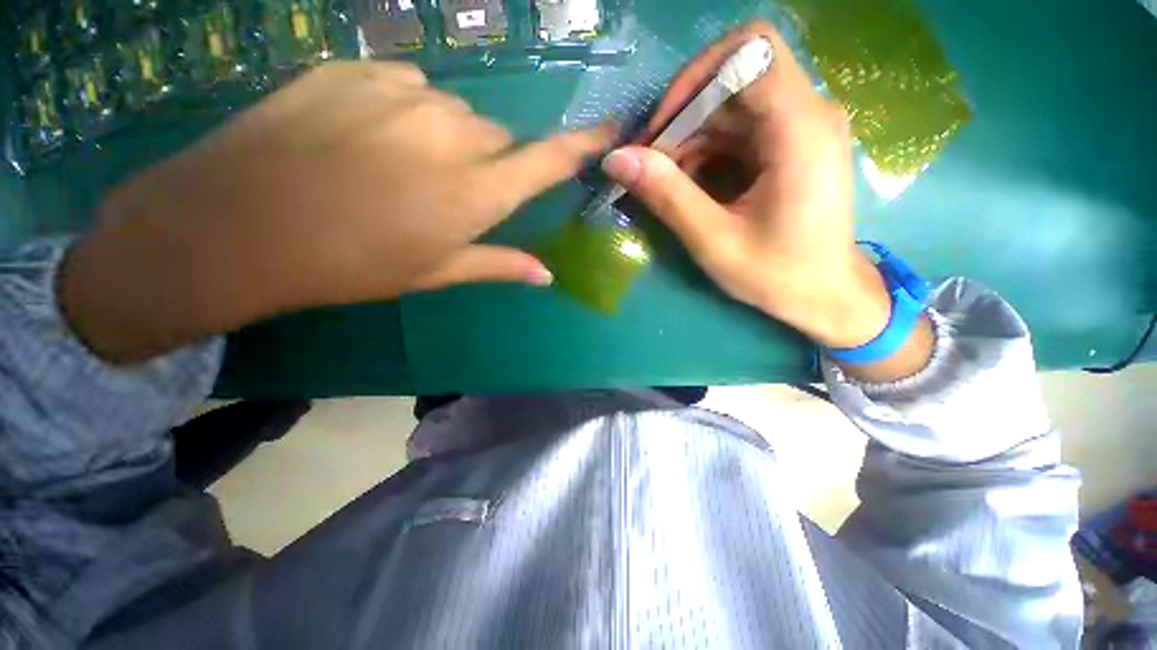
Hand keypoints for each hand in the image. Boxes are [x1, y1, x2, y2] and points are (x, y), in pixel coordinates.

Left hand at [62, 62, 612, 363]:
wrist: (240, 225)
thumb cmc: (352, 263)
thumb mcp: (435, 271)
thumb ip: (498, 264)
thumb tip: (546, 275)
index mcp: (475, 193)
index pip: (547, 162)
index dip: (582, 146)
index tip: (609, 131)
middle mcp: (453, 136)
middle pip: (498, 137)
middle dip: (489, 161)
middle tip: (452, 190)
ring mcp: (403, 95)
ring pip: (456, 112)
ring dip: (447, 137)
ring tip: (401, 165)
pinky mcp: (356, 70)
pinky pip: (408, 87)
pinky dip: (405, 110)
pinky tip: (366, 134)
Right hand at [603, 22, 932, 378]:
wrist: (827, 295)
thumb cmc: (778, 275)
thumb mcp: (714, 241)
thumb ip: (667, 196)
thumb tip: (617, 159)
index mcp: (800, 129)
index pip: (750, 50)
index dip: (695, 78)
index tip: (661, 129)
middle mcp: (808, 112)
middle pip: (733, 79)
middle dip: (683, 118)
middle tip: (650, 166)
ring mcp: (802, 127)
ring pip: (731, 106)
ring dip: (690, 140)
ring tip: (666, 184)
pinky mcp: (792, 144)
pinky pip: (739, 129)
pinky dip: (706, 151)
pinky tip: (690, 186)